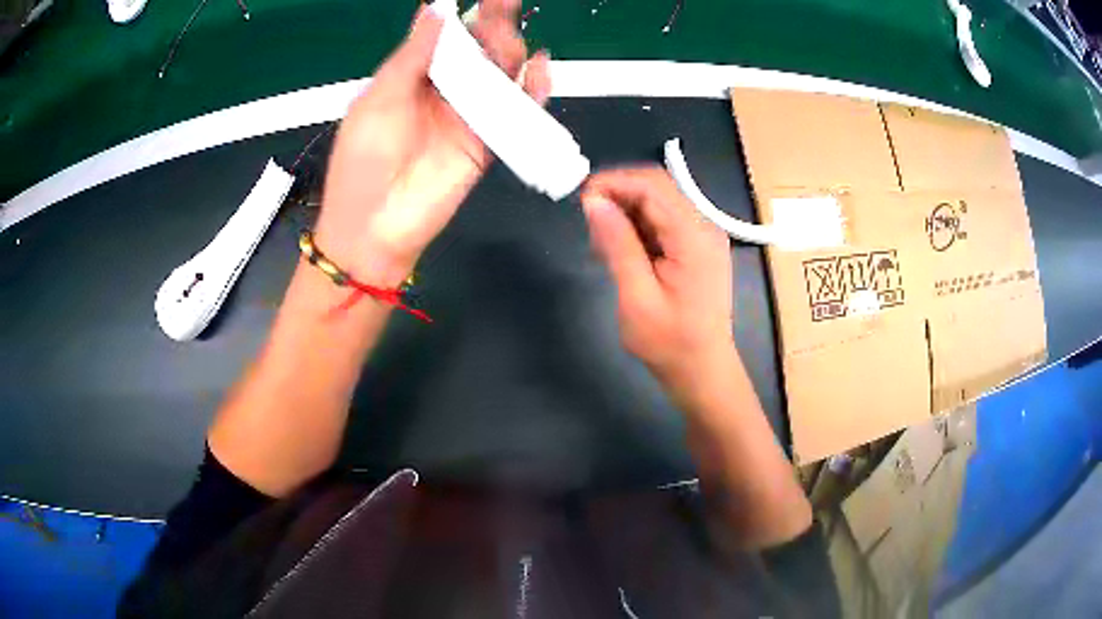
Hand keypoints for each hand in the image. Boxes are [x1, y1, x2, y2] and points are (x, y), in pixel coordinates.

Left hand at [315, 0, 549, 287]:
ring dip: (511, 51)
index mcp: (412, 76)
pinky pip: (516, 110)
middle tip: (504, 4)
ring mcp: (468, 115)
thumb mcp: (379, 99)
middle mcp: (443, 90)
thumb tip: (436, 7)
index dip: (463, 16)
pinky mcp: (488, 141)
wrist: (374, 227)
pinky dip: (532, 90)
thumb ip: (412, 55)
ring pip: (500, 74)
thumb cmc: (363, 159)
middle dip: (493, 25)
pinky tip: (540, 67)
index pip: (445, 37)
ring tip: (510, 39)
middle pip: (478, 50)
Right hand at [581, 167, 736, 404]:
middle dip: (618, 194)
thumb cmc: (669, 343)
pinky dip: (638, 226)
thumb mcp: (636, 297)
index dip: (613, 182)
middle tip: (589, 223)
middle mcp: (704, 226)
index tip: (581, 200)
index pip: (652, 186)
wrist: (702, 371)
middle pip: (658, 187)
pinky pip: (664, 221)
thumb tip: (593, 202)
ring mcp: (703, 236)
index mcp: (694, 236)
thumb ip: (618, 245)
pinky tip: (621, 250)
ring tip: (602, 244)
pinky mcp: (697, 246)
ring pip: (659, 202)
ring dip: (626, 211)